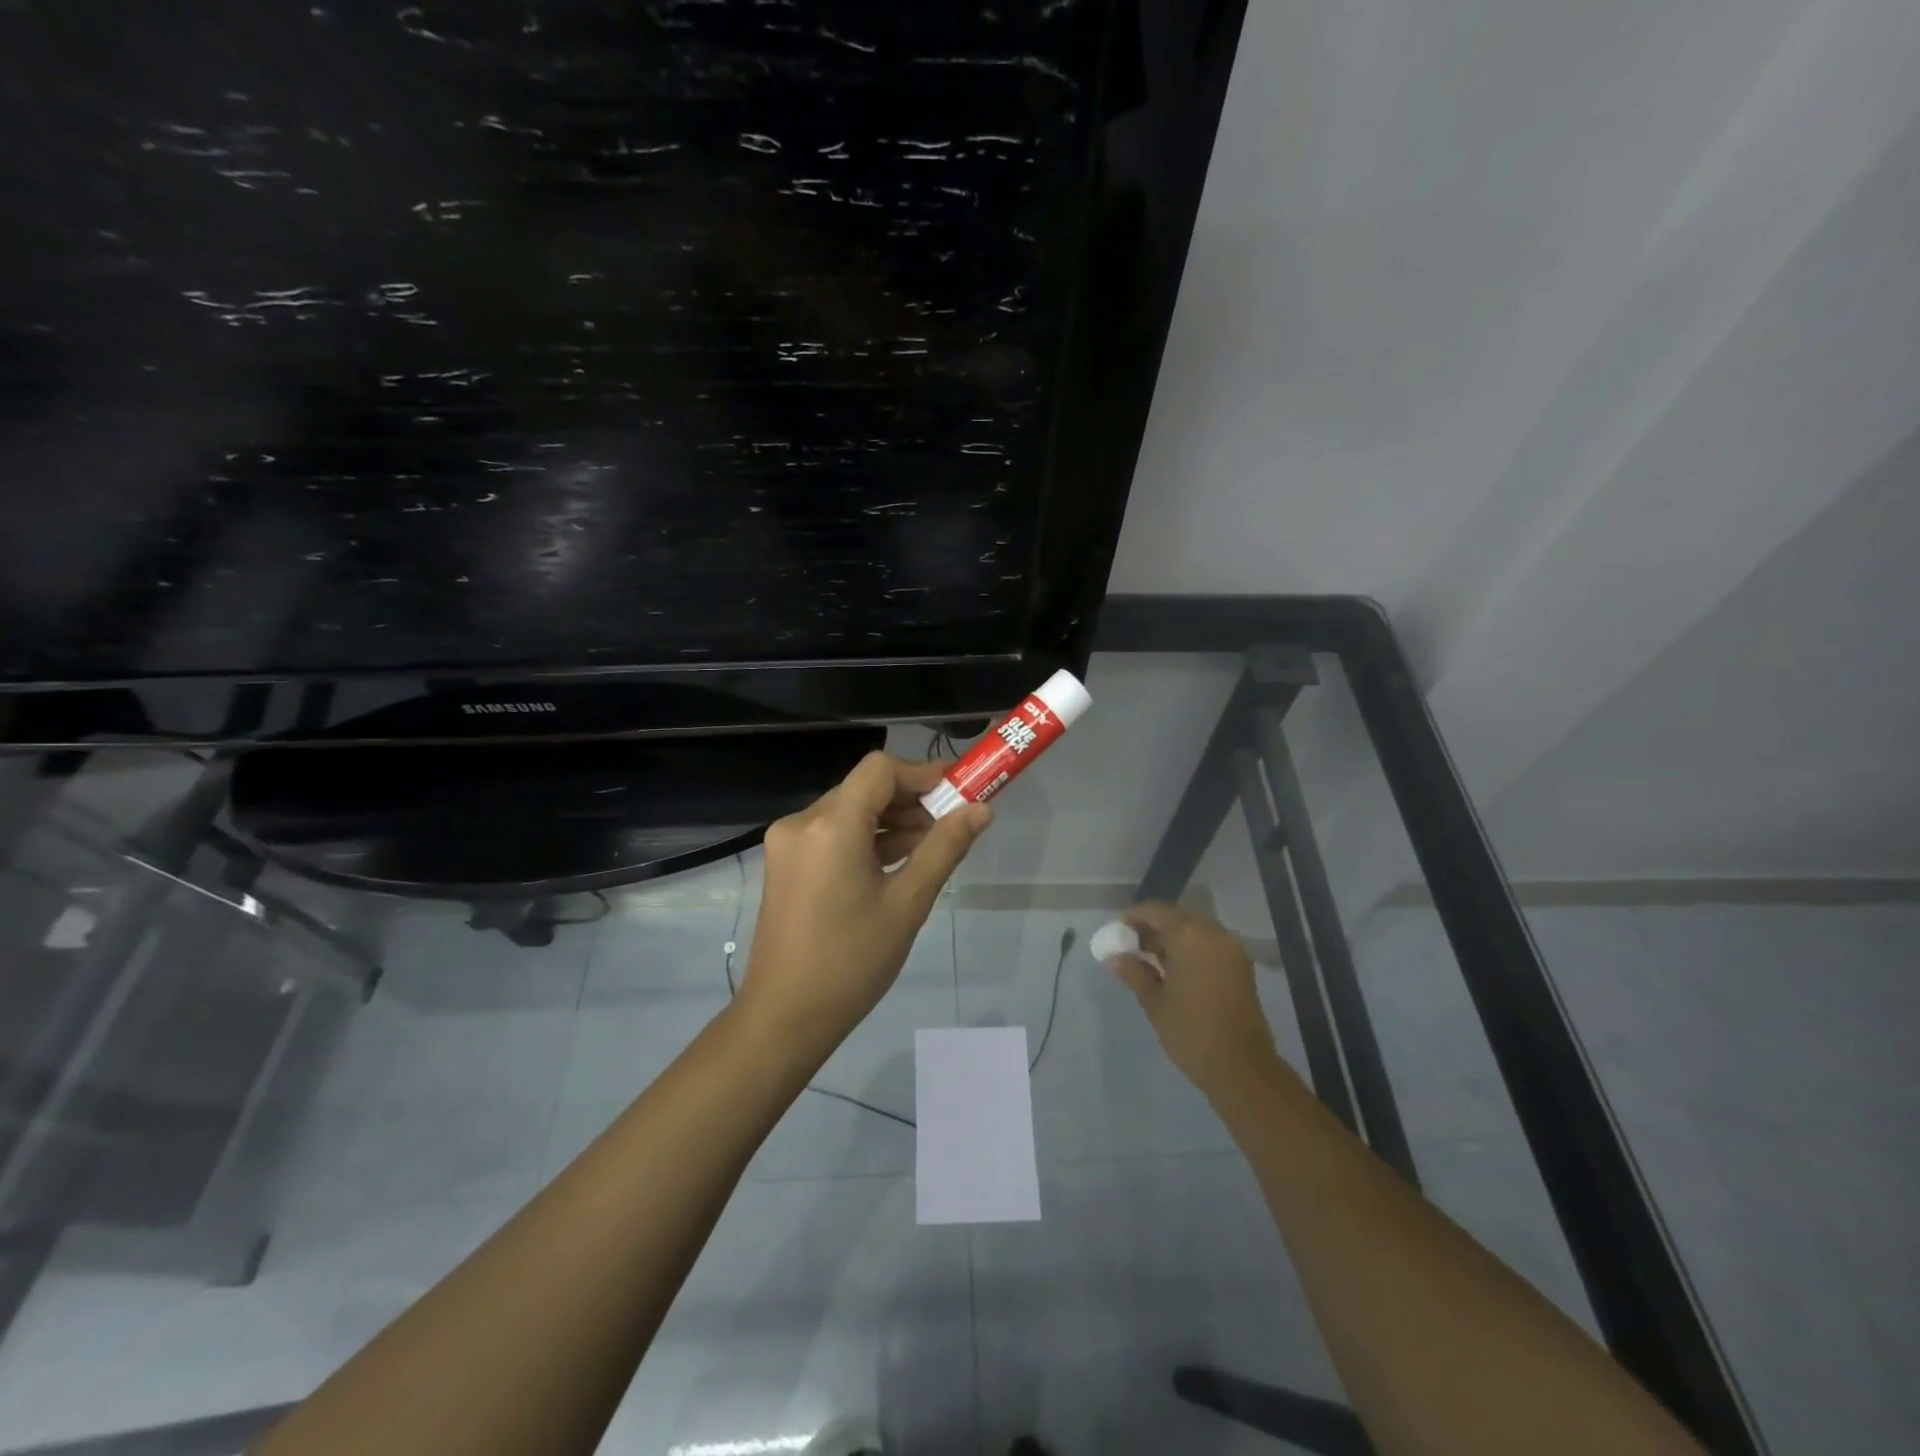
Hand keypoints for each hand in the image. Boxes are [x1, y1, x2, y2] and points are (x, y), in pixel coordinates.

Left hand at [736, 752, 990, 1057]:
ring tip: (931, 847)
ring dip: (890, 821)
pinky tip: (897, 862)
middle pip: (864, 788)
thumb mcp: (907, 903)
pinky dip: (865, 839)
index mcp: (830, 825)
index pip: (880, 770)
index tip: (958, 792)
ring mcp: (788, 843)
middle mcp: (802, 822)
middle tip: (952, 824)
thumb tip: (981, 810)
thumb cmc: (852, 961)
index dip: (922, 774)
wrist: (785, 1017)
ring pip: (849, 811)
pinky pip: (832, 834)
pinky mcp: (786, 863)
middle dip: (910, 800)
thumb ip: (944, 848)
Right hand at [1104, 901, 1283, 1100]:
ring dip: (1172, 938)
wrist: (1241, 1067)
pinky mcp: (1241, 965)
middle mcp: (1213, 933)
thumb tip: (1112, 956)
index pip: (1155, 911)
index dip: (1133, 916)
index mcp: (1188, 936)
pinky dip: (1191, 948)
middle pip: (1177, 917)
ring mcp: (1231, 948)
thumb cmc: (1190, 1031)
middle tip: (1131, 946)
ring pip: (1195, 930)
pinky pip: (1209, 944)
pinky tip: (1175, 969)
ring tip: (1150, 960)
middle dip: (1153, 927)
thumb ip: (1133, 972)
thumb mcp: (1154, 1001)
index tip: (1116, 931)